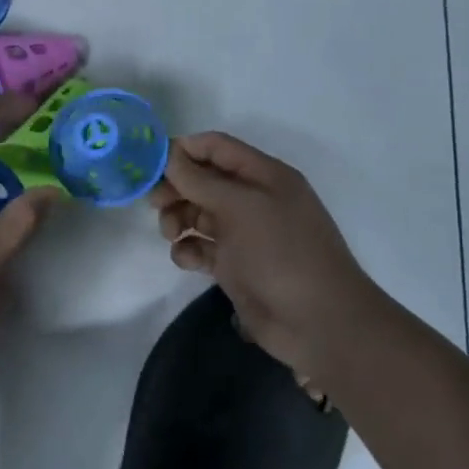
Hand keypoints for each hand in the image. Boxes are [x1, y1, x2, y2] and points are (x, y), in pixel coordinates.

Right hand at [150, 132, 383, 382]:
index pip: (217, 147)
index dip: (183, 150)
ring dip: (178, 219)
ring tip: (171, 235)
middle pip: (203, 180)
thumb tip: (169, 156)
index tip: (150, 164)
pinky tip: (188, 260)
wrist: (317, 322)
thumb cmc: (281, 252)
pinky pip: (202, 247)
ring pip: (198, 213)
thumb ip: (200, 180)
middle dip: (176, 188)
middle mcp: (254, 199)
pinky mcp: (235, 265)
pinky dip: (189, 249)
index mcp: (264, 175)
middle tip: (154, 204)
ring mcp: (244, 233)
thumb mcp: (240, 207)